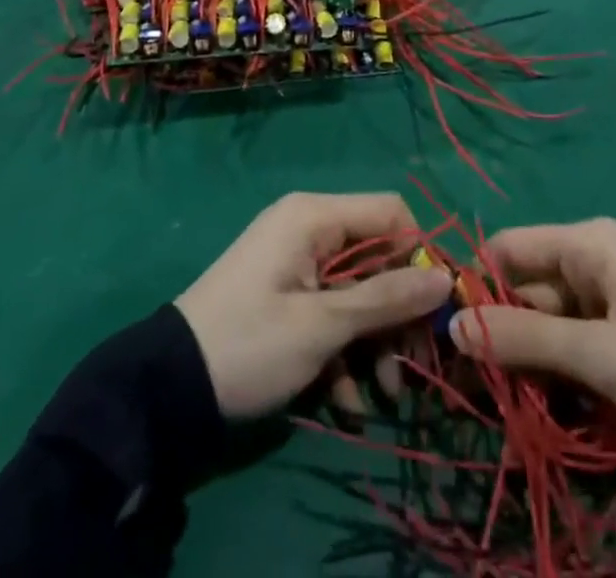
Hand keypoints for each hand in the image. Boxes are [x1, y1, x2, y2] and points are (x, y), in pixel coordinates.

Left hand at [174, 192, 453, 420]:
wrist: (170, 388)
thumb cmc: (250, 344)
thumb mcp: (321, 326)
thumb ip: (385, 298)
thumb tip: (445, 278)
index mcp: (314, 216)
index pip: (391, 213)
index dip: (419, 256)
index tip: (436, 309)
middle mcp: (308, 228)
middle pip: (378, 257)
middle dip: (398, 313)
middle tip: (415, 366)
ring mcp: (296, 263)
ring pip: (359, 291)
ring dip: (375, 342)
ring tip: (382, 396)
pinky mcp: (288, 296)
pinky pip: (332, 312)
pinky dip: (344, 351)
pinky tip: (345, 402)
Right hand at [450, 219, 615, 446]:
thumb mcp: (602, 355)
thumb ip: (525, 338)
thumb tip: (452, 325)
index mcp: (585, 244)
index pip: (507, 249)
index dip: (477, 286)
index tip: (454, 338)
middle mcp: (592, 260)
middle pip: (526, 289)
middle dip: (503, 335)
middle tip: (479, 390)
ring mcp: (611, 297)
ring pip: (549, 322)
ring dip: (531, 363)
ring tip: (514, 411)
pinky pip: (577, 343)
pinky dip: (562, 372)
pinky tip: (552, 409)